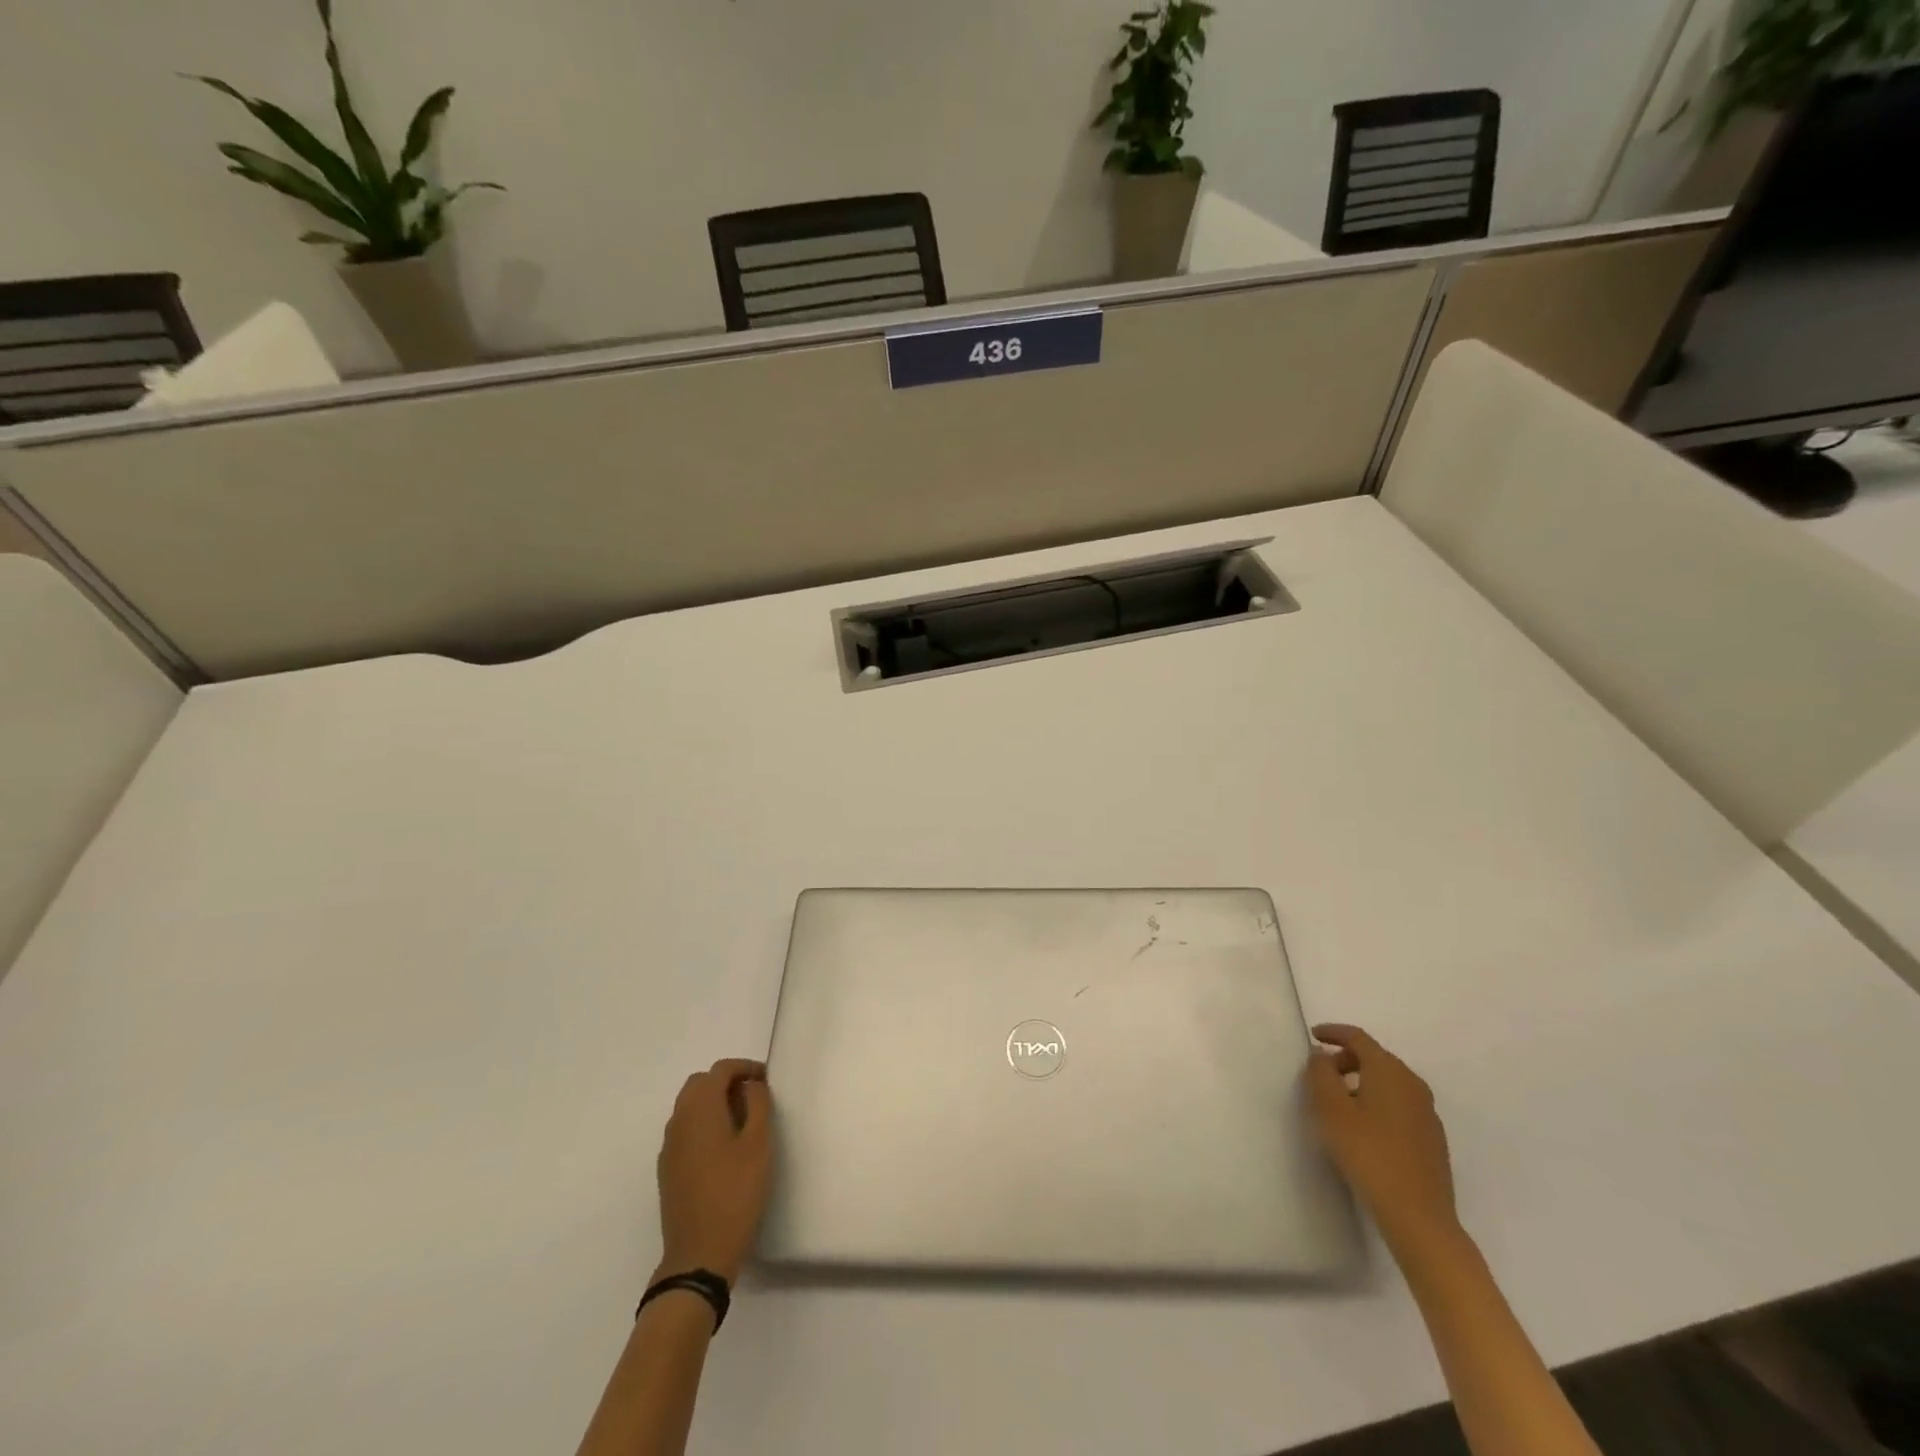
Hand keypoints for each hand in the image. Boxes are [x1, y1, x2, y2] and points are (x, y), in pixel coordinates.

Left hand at [655, 1059, 773, 1285]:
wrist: (699, 1254)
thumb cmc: (735, 1193)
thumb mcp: (759, 1143)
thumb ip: (757, 1104)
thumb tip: (751, 1085)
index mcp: (700, 1109)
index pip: (720, 1070)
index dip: (745, 1068)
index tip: (767, 1080)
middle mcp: (678, 1121)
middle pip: (700, 1084)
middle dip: (727, 1082)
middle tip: (754, 1098)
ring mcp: (669, 1147)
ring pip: (690, 1107)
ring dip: (714, 1103)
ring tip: (743, 1122)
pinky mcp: (668, 1170)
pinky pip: (685, 1130)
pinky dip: (704, 1125)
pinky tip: (724, 1149)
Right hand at [1306, 1024, 1459, 1255]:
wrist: (1418, 1216)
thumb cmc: (1368, 1153)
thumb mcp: (1331, 1109)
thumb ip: (1321, 1074)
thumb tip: (1321, 1056)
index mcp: (1389, 1071)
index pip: (1358, 1038)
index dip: (1333, 1032)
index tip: (1313, 1035)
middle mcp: (1413, 1084)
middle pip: (1375, 1058)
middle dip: (1345, 1059)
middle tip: (1321, 1075)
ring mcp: (1427, 1112)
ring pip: (1388, 1082)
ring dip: (1361, 1082)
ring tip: (1338, 1104)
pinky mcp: (1432, 1138)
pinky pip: (1398, 1104)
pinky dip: (1377, 1102)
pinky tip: (1364, 1129)